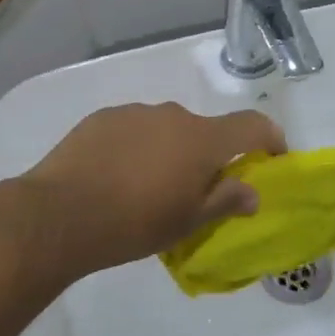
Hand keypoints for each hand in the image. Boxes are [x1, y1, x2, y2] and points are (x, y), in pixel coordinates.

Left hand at [23, 102, 285, 277]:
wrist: (61, 213)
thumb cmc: (135, 223)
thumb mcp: (188, 222)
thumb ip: (226, 201)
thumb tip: (252, 192)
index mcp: (202, 139)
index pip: (252, 125)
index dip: (271, 137)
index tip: (273, 157)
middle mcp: (173, 115)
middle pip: (205, 130)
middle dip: (208, 156)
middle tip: (194, 191)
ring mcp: (136, 112)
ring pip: (166, 129)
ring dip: (169, 151)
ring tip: (147, 187)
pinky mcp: (103, 118)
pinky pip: (134, 129)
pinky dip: (137, 147)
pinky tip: (116, 176)